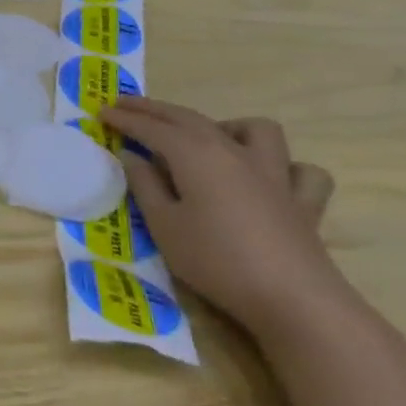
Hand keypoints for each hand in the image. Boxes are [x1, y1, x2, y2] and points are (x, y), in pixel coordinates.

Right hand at [99, 97, 347, 343]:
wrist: (292, 299)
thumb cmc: (215, 260)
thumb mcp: (163, 225)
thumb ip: (145, 186)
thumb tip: (133, 157)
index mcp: (195, 155)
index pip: (152, 128)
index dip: (125, 118)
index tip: (102, 111)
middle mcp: (234, 152)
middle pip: (191, 119)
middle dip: (156, 110)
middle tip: (128, 106)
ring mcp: (275, 174)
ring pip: (258, 130)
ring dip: (229, 127)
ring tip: (208, 141)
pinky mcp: (303, 202)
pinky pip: (301, 171)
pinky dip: (284, 168)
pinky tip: (270, 179)